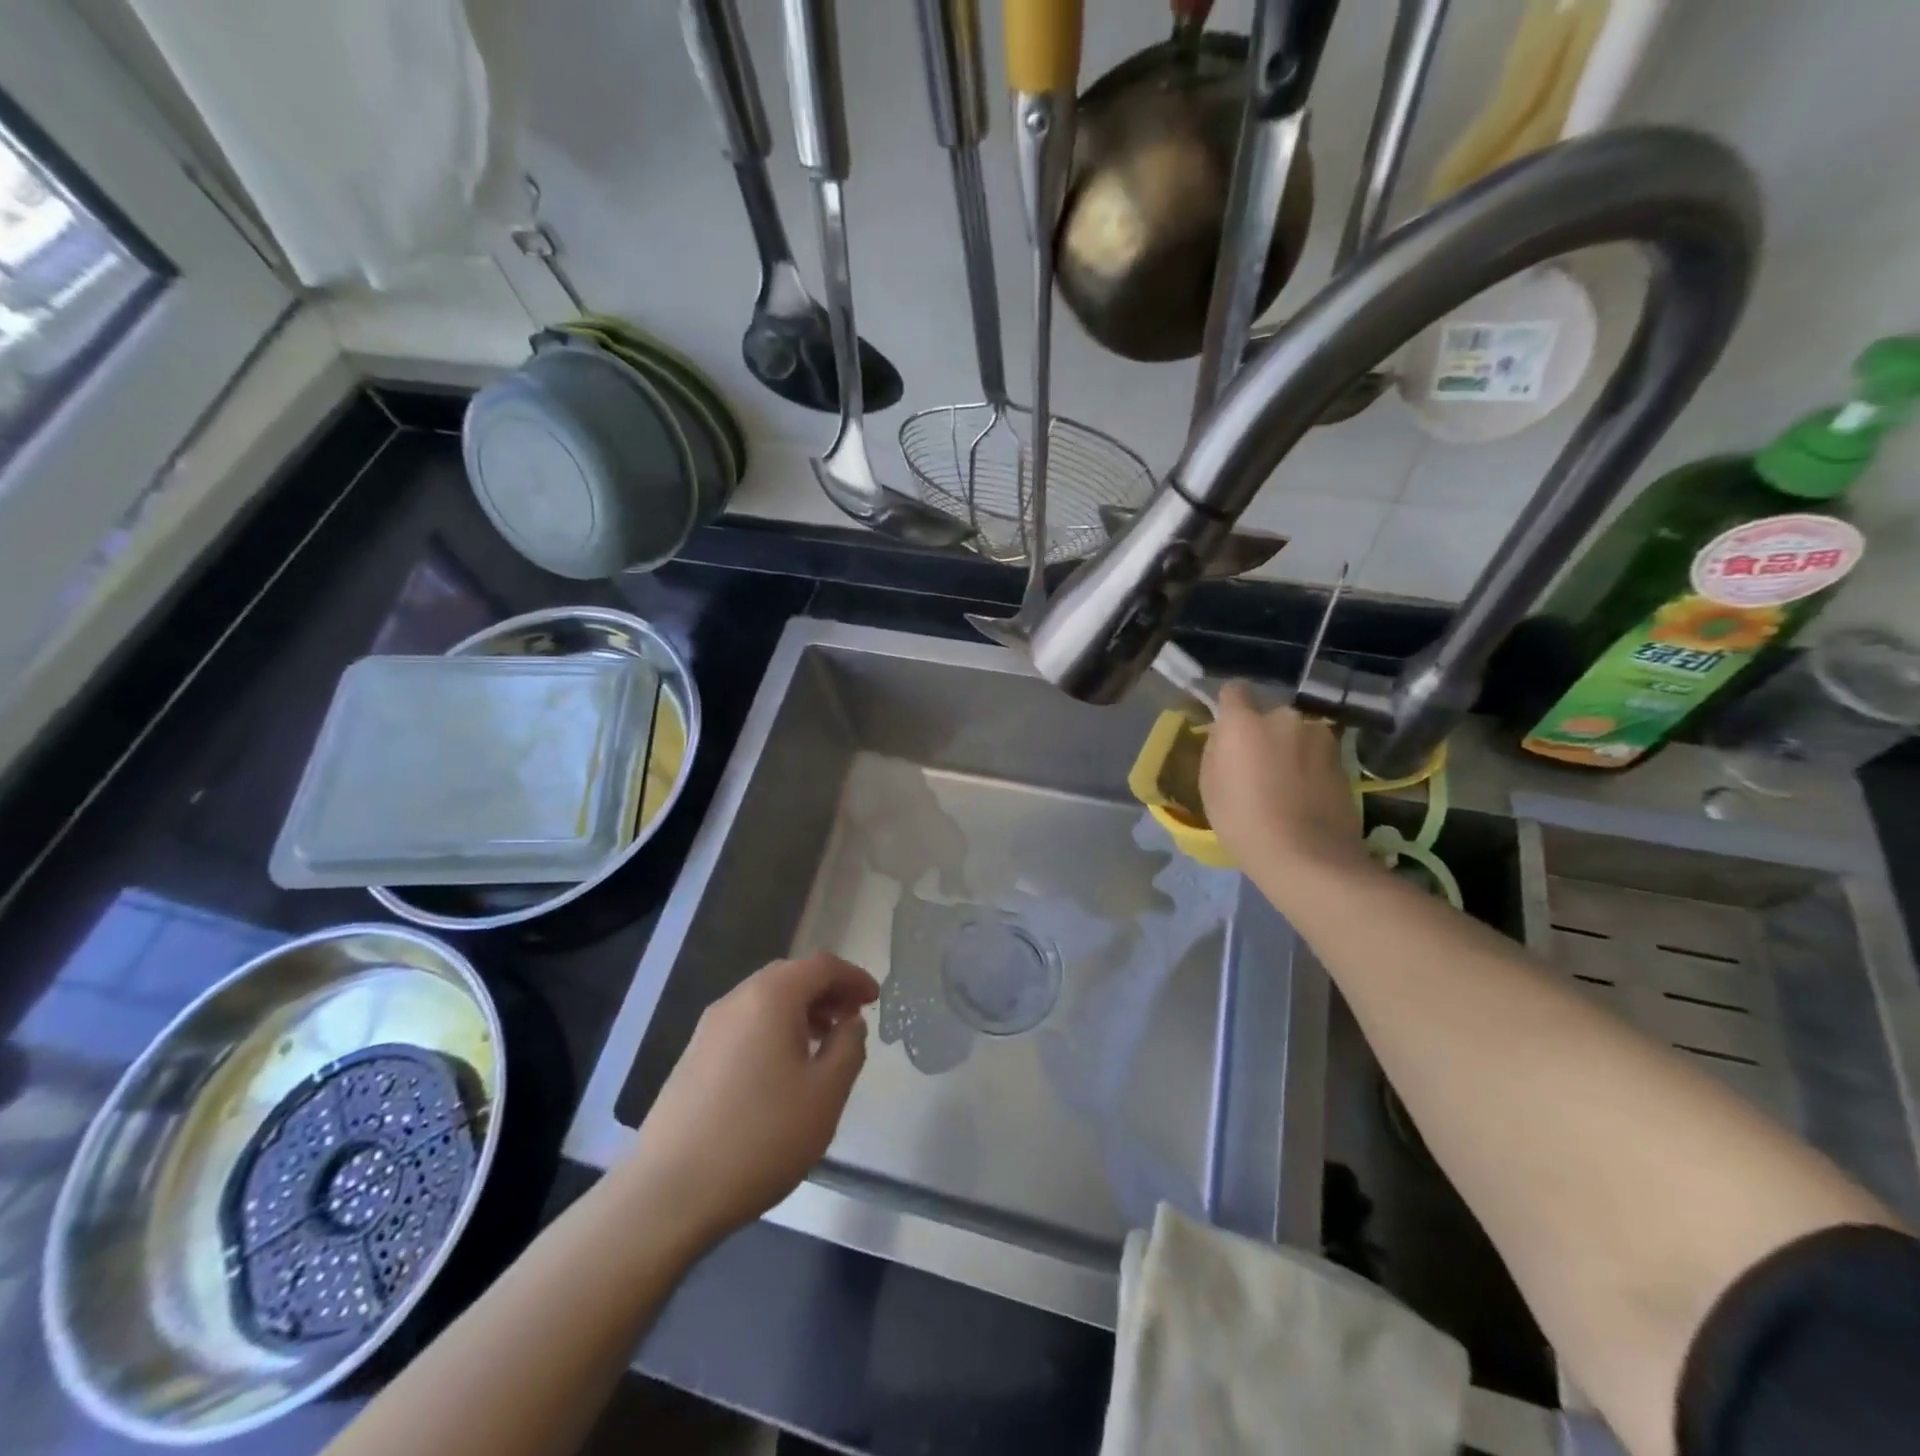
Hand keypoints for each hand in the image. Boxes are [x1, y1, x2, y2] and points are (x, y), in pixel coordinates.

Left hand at [621, 953, 878, 1249]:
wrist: (670, 1193)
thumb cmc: (761, 1137)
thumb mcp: (826, 1094)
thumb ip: (849, 1048)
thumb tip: (850, 1023)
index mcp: (771, 997)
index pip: (821, 966)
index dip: (853, 977)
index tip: (875, 1000)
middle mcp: (737, 1000)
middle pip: (790, 977)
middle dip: (826, 991)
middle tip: (852, 1018)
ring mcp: (709, 1029)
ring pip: (764, 1000)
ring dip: (800, 1011)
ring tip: (824, 1043)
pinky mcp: (693, 1057)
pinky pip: (745, 1025)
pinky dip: (774, 1029)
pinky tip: (783, 1069)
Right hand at [1199, 681, 1373, 894]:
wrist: (1307, 856)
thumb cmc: (1243, 821)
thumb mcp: (1210, 786)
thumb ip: (1217, 750)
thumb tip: (1225, 737)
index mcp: (1243, 722)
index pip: (1234, 690)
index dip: (1230, 706)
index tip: (1228, 728)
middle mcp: (1283, 717)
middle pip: (1268, 716)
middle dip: (1263, 733)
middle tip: (1258, 766)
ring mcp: (1318, 736)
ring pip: (1296, 734)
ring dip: (1290, 749)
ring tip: (1285, 784)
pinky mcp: (1342, 759)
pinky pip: (1316, 753)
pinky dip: (1309, 766)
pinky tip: (1305, 795)